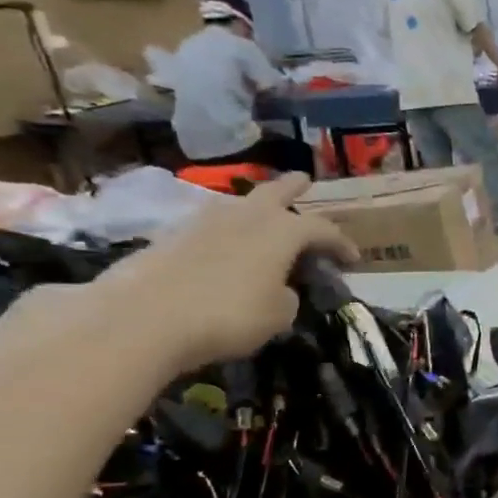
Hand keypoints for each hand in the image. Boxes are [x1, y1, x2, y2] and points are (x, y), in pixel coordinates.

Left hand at [95, 174, 357, 373]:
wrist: (144, 317)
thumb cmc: (229, 314)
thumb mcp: (278, 315)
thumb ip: (287, 296)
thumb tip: (278, 289)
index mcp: (282, 231)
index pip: (323, 230)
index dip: (342, 244)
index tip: (353, 259)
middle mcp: (247, 215)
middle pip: (275, 192)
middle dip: (292, 187)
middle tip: (304, 180)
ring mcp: (205, 221)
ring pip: (240, 204)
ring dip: (255, 207)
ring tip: (263, 216)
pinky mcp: (172, 236)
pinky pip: (212, 225)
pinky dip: (226, 231)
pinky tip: (226, 245)